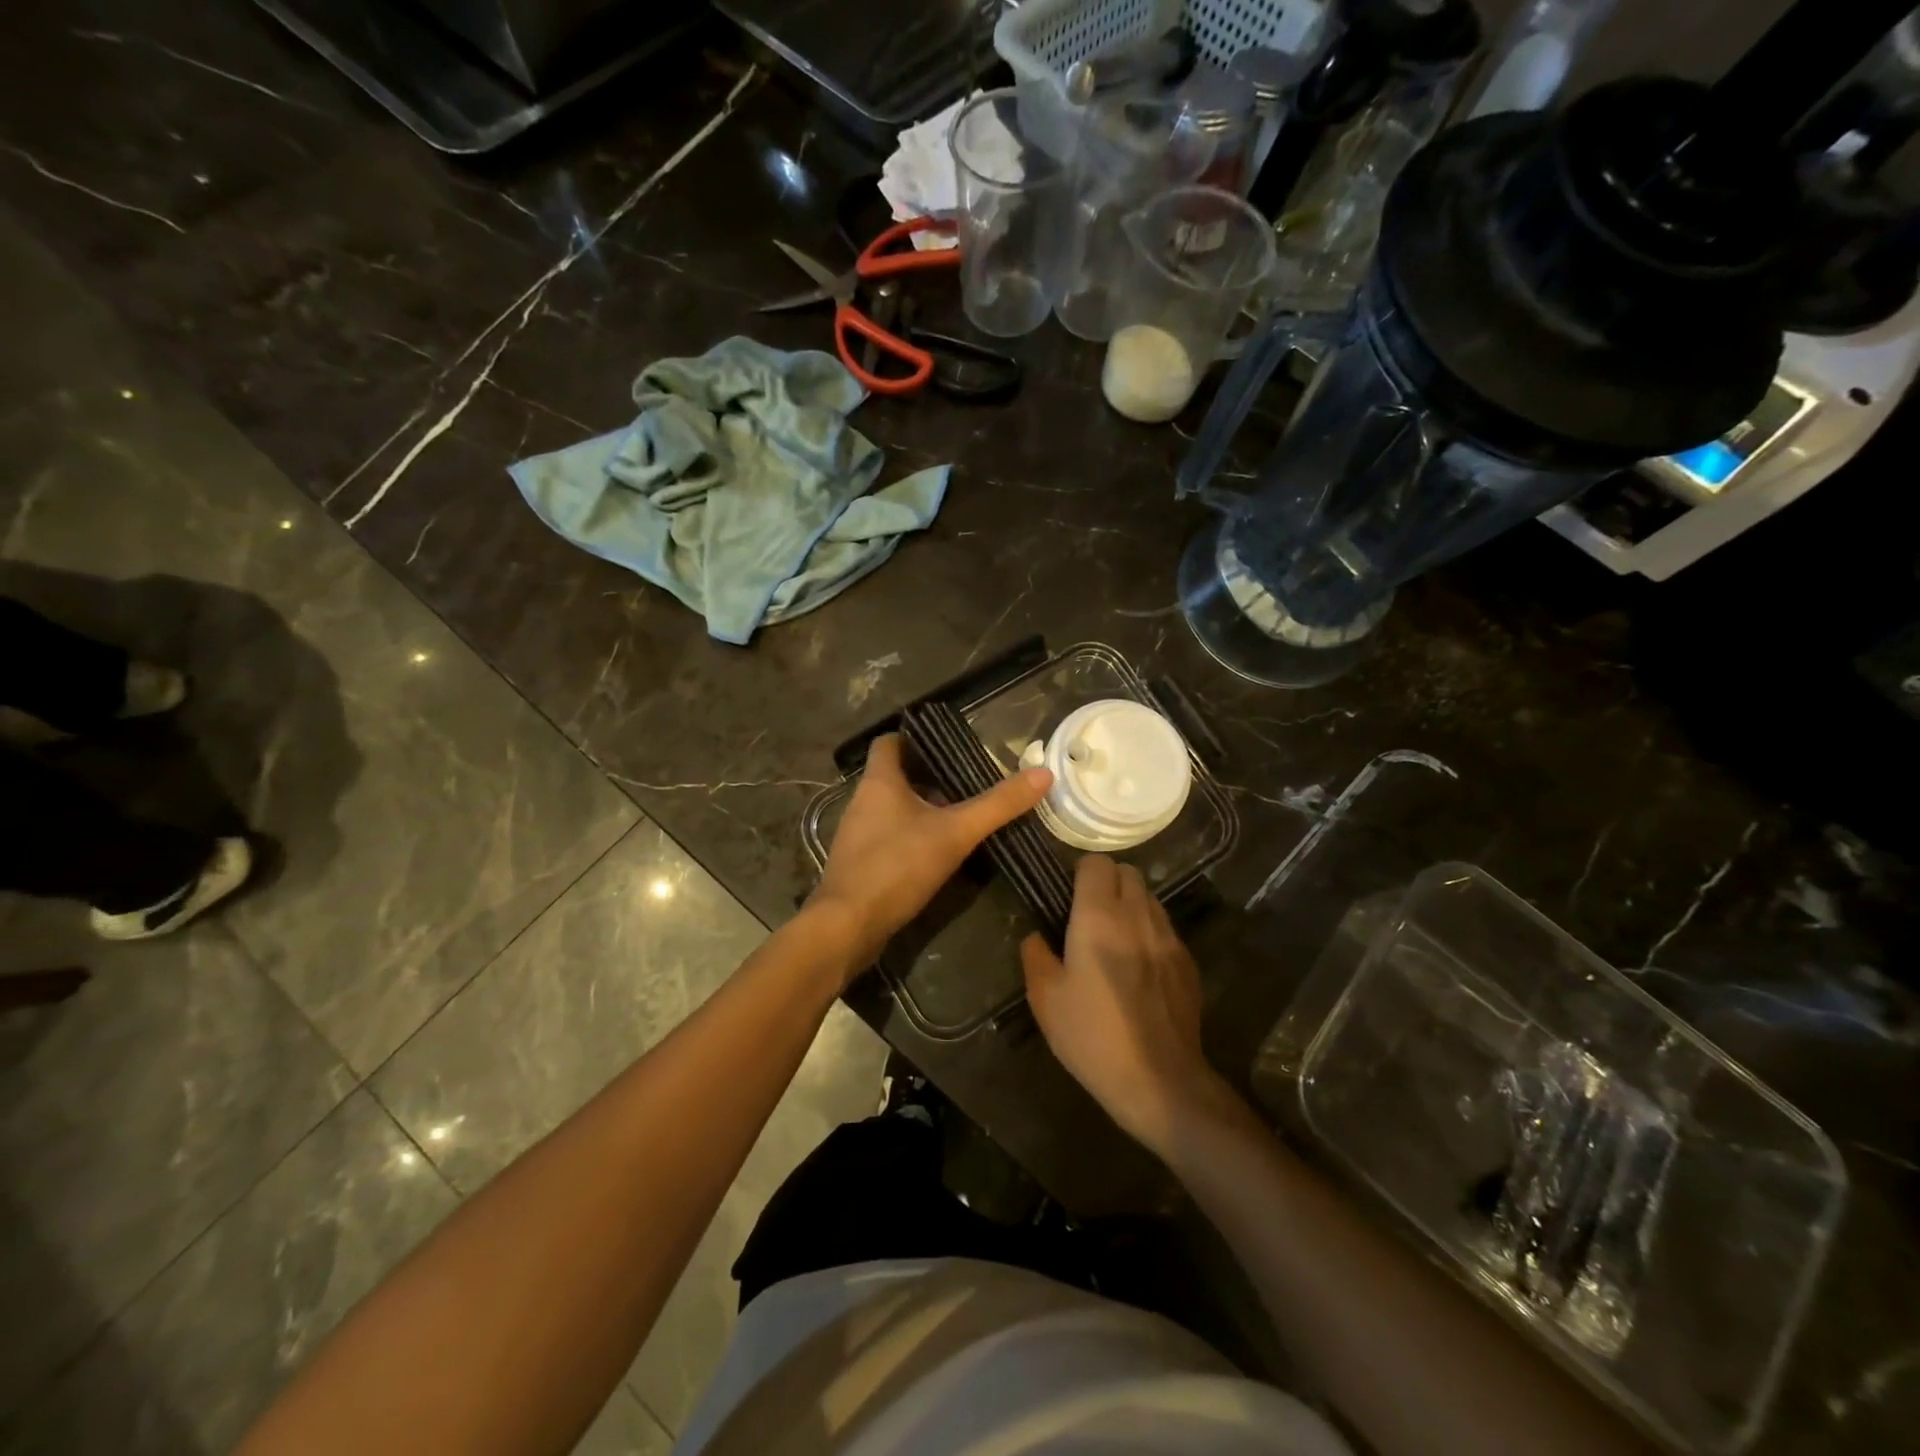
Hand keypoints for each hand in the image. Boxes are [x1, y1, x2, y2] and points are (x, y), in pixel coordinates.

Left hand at [810, 734, 1050, 975]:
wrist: (848, 926)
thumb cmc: (897, 866)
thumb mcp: (955, 833)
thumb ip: (998, 805)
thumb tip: (1043, 774)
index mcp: (879, 782)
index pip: (889, 743)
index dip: (914, 738)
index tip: (947, 746)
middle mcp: (862, 801)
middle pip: (896, 777)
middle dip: (930, 778)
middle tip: (968, 784)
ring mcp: (857, 834)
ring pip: (893, 809)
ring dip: (922, 810)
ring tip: (960, 817)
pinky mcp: (859, 863)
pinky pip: (888, 838)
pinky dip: (912, 838)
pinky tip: (938, 854)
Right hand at [1021, 856, 1225, 1156]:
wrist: (1159, 1081)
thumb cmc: (1092, 1037)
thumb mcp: (1045, 1000)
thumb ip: (1035, 956)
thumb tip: (1036, 937)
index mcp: (1098, 917)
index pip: (1096, 862)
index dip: (1081, 872)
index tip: (1068, 894)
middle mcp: (1137, 915)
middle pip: (1128, 871)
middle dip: (1108, 882)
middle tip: (1089, 914)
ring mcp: (1168, 937)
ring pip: (1149, 898)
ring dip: (1130, 905)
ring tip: (1114, 938)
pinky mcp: (1187, 961)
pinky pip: (1165, 928)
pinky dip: (1149, 932)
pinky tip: (1139, 967)